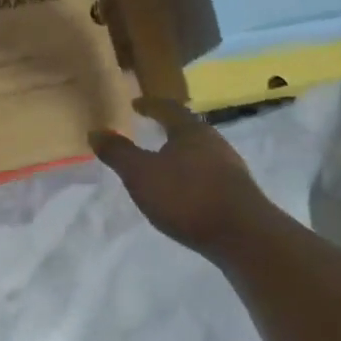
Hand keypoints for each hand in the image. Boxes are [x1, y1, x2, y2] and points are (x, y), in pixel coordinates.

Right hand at [93, 97, 276, 256]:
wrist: (244, 236)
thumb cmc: (187, 196)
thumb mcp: (141, 174)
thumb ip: (118, 153)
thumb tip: (96, 131)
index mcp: (190, 130)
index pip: (168, 108)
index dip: (150, 105)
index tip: (136, 104)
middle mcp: (214, 142)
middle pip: (188, 128)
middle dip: (168, 129)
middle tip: (149, 130)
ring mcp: (230, 167)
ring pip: (200, 151)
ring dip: (181, 153)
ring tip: (164, 162)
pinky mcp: (238, 192)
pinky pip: (209, 173)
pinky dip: (193, 175)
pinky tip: (185, 191)